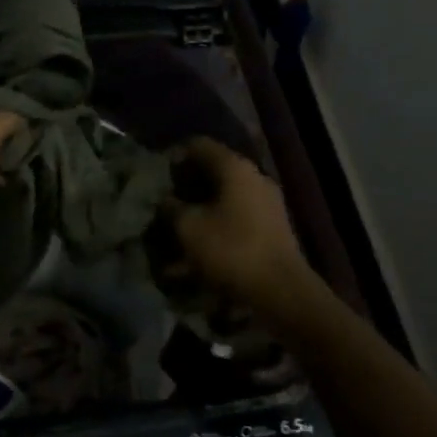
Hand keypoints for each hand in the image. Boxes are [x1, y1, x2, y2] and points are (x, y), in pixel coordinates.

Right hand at [166, 137, 311, 313]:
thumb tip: (165, 199)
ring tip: (178, 228)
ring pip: (224, 195)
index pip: (198, 145)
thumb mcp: (189, 228)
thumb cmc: (231, 250)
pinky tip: (201, 246)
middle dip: (186, 185)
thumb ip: (171, 208)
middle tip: (164, 202)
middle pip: (213, 170)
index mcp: (235, 167)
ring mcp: (267, 202)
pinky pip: (236, 216)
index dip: (174, 156)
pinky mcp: (271, 226)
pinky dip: (217, 224)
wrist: (281, 290)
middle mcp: (254, 177)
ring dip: (200, 208)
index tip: (156, 176)